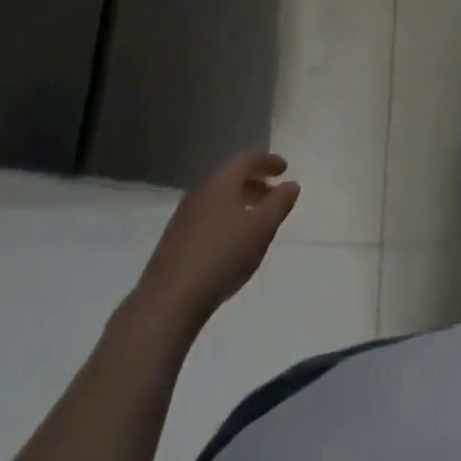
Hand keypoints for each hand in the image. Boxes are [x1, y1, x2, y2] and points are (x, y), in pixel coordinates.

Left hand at [134, 152, 299, 332]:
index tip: (284, 168)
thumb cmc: (223, 256)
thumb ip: (279, 203)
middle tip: (273, 194)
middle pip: (230, 178)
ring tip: (255, 220)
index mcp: (221, 183)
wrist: (169, 301)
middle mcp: (200, 192)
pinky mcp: (174, 241)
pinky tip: (230, 242)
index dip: (267, 161)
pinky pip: (206, 217)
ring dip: (239, 202)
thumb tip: (291, 184)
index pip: (246, 159)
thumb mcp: (262, 228)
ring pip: (218, 199)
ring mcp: (184, 217)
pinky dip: (224, 219)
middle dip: (254, 182)